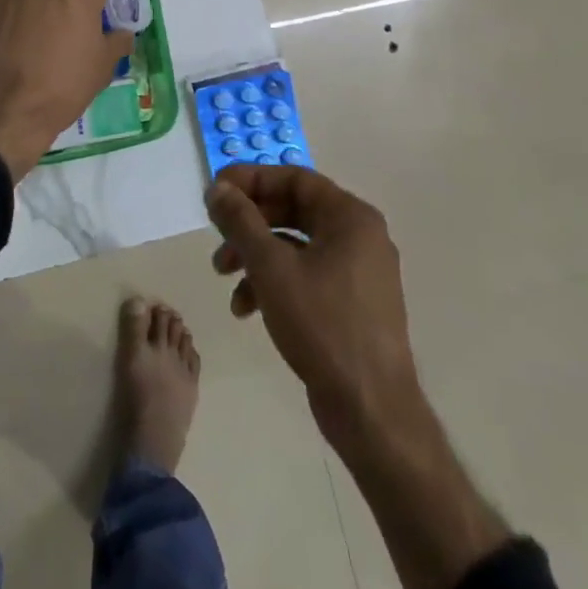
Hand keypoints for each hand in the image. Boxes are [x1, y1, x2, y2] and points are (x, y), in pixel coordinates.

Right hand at [210, 165, 518, 588]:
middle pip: (292, 210)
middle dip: (248, 223)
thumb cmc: (322, 325)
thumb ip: (241, 221)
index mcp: (350, 217)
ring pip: (294, 245)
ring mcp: (357, 271)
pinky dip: (273, 282)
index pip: (294, 178)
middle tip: (216, 234)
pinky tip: (246, 308)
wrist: (371, 410)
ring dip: (254, 255)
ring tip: (223, 276)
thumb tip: (218, 187)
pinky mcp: (350, 303)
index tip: (216, 190)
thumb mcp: (271, 267)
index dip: (251, 179)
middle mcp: (359, 236)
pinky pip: (305, 274)